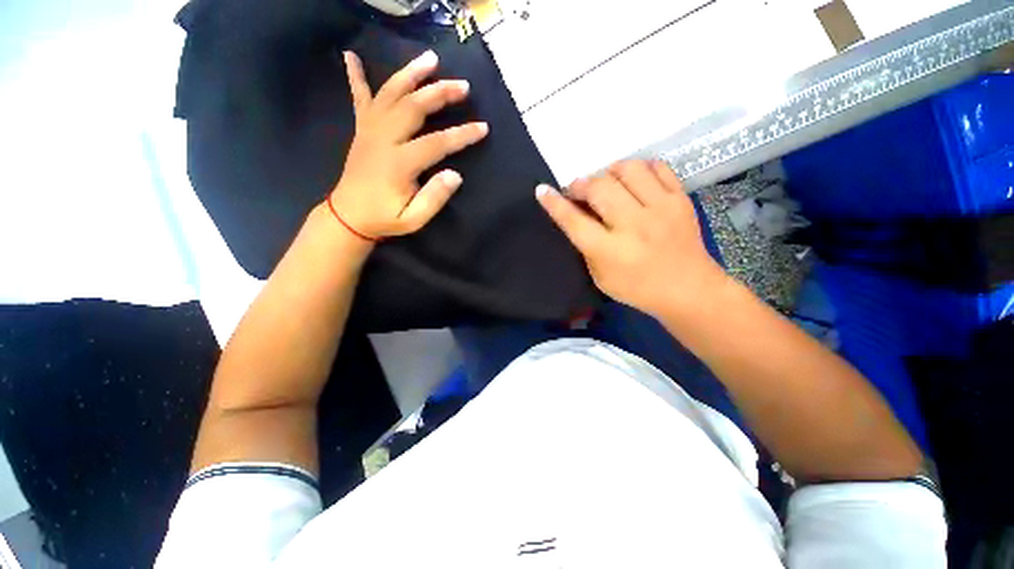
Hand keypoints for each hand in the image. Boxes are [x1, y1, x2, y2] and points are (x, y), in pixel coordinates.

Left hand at [329, 50, 489, 239]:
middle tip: (463, 86)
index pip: (437, 143)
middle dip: (440, 93)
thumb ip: (434, 198)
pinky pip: (358, 98)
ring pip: (390, 94)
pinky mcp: (361, 129)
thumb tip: (455, 175)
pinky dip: (355, 76)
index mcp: (399, 164)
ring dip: (411, 74)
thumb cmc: (384, 218)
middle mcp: (383, 139)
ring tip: (431, 59)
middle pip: (414, 107)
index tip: (483, 128)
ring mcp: (369, 131)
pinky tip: (351, 56)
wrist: (348, 216)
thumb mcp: (413, 219)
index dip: (461, 135)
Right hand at [536, 160, 726, 317]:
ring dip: (610, 171)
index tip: (542, 190)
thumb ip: (587, 246)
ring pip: (628, 169)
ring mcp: (660, 209)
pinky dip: (640, 168)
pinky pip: (657, 167)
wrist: (688, 289)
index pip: (574, 221)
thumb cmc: (637, 288)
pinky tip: (634, 180)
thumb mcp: (600, 277)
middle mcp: (633, 225)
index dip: (555, 203)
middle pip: (599, 188)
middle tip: (579, 190)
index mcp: (610, 251)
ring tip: (607, 182)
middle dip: (581, 184)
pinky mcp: (681, 199)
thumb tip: (578, 215)